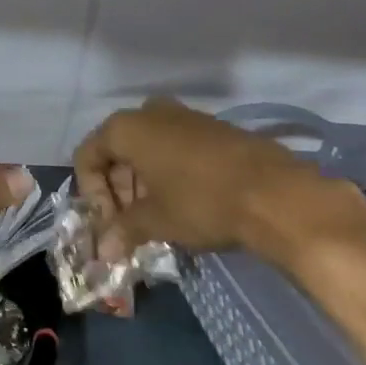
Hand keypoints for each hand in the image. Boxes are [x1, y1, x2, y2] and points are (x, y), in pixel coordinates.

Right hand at [72, 97, 365, 276]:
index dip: (92, 194)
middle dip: (119, 190)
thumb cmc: (202, 201)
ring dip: (144, 183)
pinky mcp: (212, 127)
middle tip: (130, 225)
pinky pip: (175, 146)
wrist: (276, 192)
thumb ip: (123, 231)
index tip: (111, 225)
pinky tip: (185, 204)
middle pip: (117, 151)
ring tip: (158, 218)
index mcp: (125, 127)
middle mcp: (149, 112)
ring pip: (147, 149)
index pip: (88, 156)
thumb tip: (102, 252)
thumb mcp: (156, 220)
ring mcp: (184, 115)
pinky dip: (170, 173)